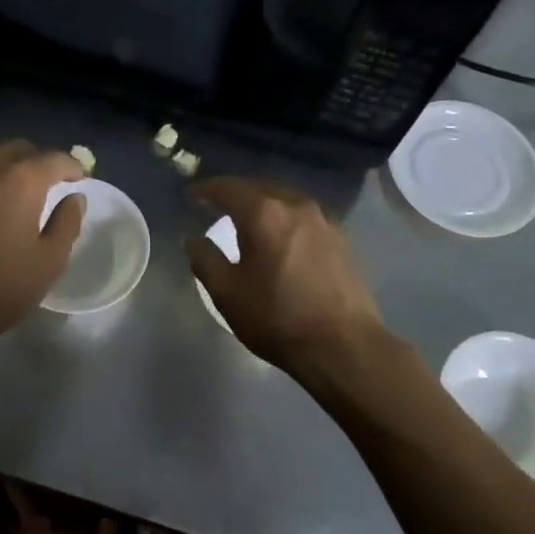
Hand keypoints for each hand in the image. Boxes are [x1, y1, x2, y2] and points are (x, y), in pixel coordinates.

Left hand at [0, 139, 85, 351]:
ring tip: (5, 185)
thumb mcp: (47, 264)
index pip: (54, 158)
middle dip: (36, 162)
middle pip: (18, 149)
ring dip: (2, 162)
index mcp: (21, 181)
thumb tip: (74, 198)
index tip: (78, 177)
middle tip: (44, 184)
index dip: (71, 166)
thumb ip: (66, 224)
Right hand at [185, 177, 385, 371]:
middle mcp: (296, 205)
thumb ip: (205, 260)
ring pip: (285, 199)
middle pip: (259, 188)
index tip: (191, 194)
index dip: (206, 189)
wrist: (343, 345)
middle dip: (235, 192)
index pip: (228, 188)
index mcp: (264, 213)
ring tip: (247, 218)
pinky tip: (280, 235)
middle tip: (215, 203)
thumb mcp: (227, 293)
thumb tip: (193, 240)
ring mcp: (324, 220)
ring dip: (263, 203)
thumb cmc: (277, 318)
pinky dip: (285, 218)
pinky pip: (304, 216)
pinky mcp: (342, 238)